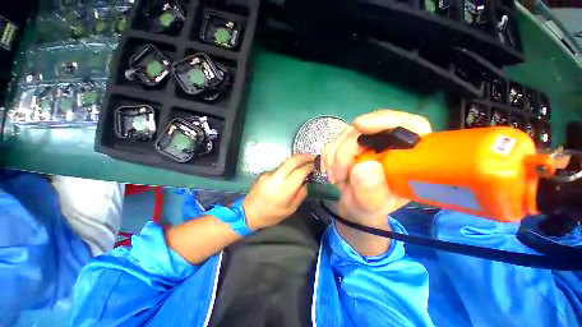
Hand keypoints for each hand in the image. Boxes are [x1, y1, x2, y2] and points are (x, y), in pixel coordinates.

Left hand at [244, 154, 314, 229]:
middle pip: (291, 161)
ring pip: (285, 162)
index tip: (316, 165)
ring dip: (297, 159)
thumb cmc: (271, 215)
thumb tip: (307, 181)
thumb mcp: (290, 209)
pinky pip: (280, 167)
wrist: (248, 213)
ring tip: (306, 161)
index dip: (309, 167)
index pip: (299, 172)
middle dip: (304, 156)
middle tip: (313, 156)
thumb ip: (301, 194)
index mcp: (283, 189)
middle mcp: (275, 178)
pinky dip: (289, 166)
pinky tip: (293, 170)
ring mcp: (269, 174)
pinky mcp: (265, 173)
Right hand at [322, 110, 431, 223]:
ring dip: (334, 156)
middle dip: (345, 151)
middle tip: (338, 175)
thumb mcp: (374, 205)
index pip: (408, 125)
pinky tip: (329, 170)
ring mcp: (369, 140)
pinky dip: (328, 155)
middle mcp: (390, 141)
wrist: (355, 204)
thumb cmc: (371, 206)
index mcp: (409, 154)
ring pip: (346, 134)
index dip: (384, 120)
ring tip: (335, 178)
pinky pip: (335, 141)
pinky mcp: (352, 142)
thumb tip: (362, 167)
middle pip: (366, 130)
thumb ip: (372, 191)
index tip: (359, 125)